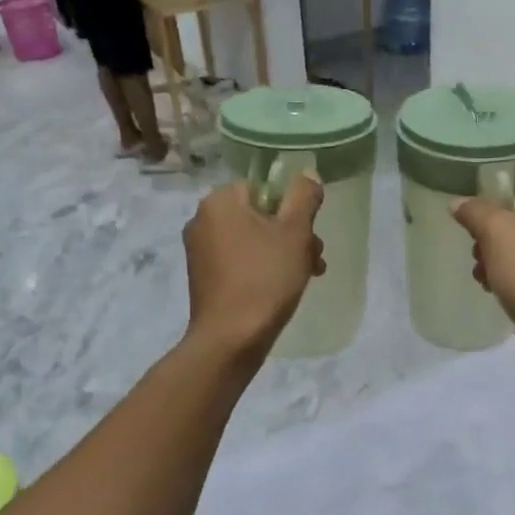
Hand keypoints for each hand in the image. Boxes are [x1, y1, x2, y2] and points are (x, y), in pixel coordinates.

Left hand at [183, 174, 325, 361]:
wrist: (231, 339)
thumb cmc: (265, 279)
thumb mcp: (295, 233)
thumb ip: (304, 197)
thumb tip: (308, 175)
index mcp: (219, 202)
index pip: (263, 188)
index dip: (292, 208)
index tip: (309, 234)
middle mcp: (202, 220)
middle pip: (260, 215)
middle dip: (292, 235)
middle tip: (314, 260)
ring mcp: (200, 251)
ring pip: (253, 241)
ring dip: (282, 254)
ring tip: (306, 277)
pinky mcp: (203, 278)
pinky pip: (240, 262)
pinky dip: (262, 269)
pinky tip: (281, 290)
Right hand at [452, 191, 514, 376]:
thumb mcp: (497, 232)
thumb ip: (475, 211)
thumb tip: (458, 203)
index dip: (492, 205)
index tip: (471, 222)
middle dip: (490, 239)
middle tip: (477, 254)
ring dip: (495, 262)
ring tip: (481, 277)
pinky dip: (509, 282)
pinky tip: (493, 292)